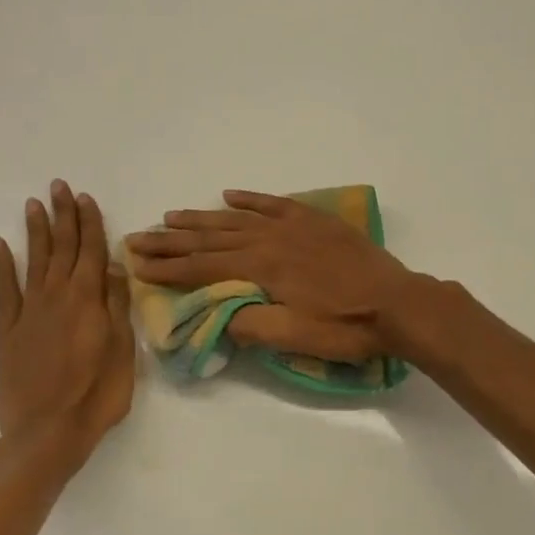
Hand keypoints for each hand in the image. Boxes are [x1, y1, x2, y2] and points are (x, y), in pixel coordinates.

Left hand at [0, 181, 135, 453]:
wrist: (46, 433)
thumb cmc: (96, 395)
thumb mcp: (122, 352)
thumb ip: (117, 306)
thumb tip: (117, 267)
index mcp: (88, 301)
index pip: (92, 251)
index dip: (90, 223)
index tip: (85, 197)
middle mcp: (57, 297)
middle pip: (63, 248)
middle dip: (63, 216)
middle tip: (59, 186)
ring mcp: (30, 312)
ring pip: (35, 261)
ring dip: (36, 231)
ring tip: (34, 203)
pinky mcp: (9, 330)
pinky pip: (4, 290)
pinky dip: (1, 266)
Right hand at [126, 191, 415, 360]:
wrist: (398, 303)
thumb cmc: (346, 327)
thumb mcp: (294, 337)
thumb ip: (250, 325)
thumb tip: (217, 316)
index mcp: (261, 267)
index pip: (202, 267)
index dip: (167, 268)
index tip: (136, 264)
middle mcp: (270, 238)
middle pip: (210, 238)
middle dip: (171, 240)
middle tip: (137, 237)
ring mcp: (293, 226)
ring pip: (236, 218)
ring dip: (201, 218)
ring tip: (171, 216)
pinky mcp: (314, 221)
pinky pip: (274, 203)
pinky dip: (249, 200)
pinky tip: (230, 197)